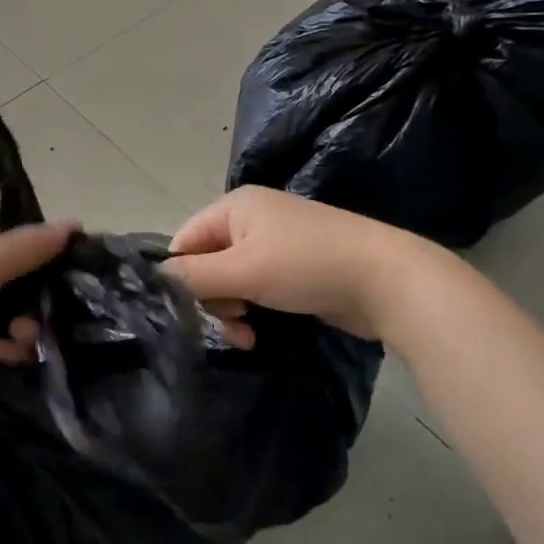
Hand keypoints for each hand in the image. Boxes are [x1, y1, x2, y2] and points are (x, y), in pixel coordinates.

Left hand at [0, 220, 76, 397]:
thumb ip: (26, 249)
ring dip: (21, 331)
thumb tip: (75, 224)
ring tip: (16, 342)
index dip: (44, 259)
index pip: (16, 246)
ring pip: (10, 320)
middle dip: (34, 304)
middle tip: (36, 320)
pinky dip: (5, 352)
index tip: (71, 277)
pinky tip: (1, 356)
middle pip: (18, 288)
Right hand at [160, 187, 443, 341]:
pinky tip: (259, 335)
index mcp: (234, 207)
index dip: (181, 277)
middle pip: (206, 263)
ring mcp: (275, 245)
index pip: (185, 241)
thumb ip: (193, 276)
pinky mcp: (295, 270)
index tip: (189, 312)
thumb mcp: (243, 270)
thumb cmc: (307, 265)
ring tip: (245, 337)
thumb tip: (153, 280)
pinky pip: (256, 290)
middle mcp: (251, 221)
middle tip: (229, 326)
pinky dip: (253, 311)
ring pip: (231, 282)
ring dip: (231, 312)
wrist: (389, 280)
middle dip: (211, 300)